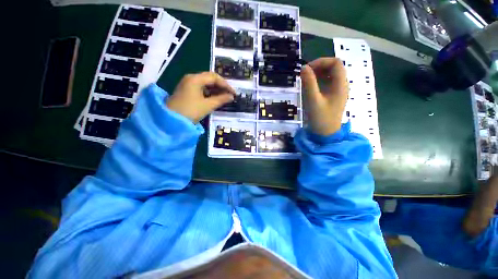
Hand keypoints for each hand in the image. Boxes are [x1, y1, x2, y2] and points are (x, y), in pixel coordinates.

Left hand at [167, 72, 235, 122]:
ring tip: (224, 96)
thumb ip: (221, 99)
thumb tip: (231, 96)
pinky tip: (214, 98)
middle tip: (229, 94)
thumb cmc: (190, 111)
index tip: (233, 92)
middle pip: (209, 78)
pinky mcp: (186, 90)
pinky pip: (200, 88)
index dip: (225, 84)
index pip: (214, 77)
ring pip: (205, 83)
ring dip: (215, 89)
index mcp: (195, 79)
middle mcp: (190, 78)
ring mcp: (187, 84)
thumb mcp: (208, 105)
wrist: (171, 120)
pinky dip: (209, 92)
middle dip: (221, 86)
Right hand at [301, 57, 348, 135]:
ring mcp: (338, 91)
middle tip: (305, 74)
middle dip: (319, 67)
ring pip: (330, 75)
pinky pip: (327, 83)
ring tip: (306, 79)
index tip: (307, 69)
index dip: (321, 61)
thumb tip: (303, 68)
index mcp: (340, 85)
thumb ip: (309, 83)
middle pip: (334, 67)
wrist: (325, 134)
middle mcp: (341, 85)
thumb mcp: (313, 100)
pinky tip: (311, 86)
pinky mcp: (333, 96)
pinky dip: (319, 80)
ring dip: (319, 73)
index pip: (335, 63)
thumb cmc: (320, 118)